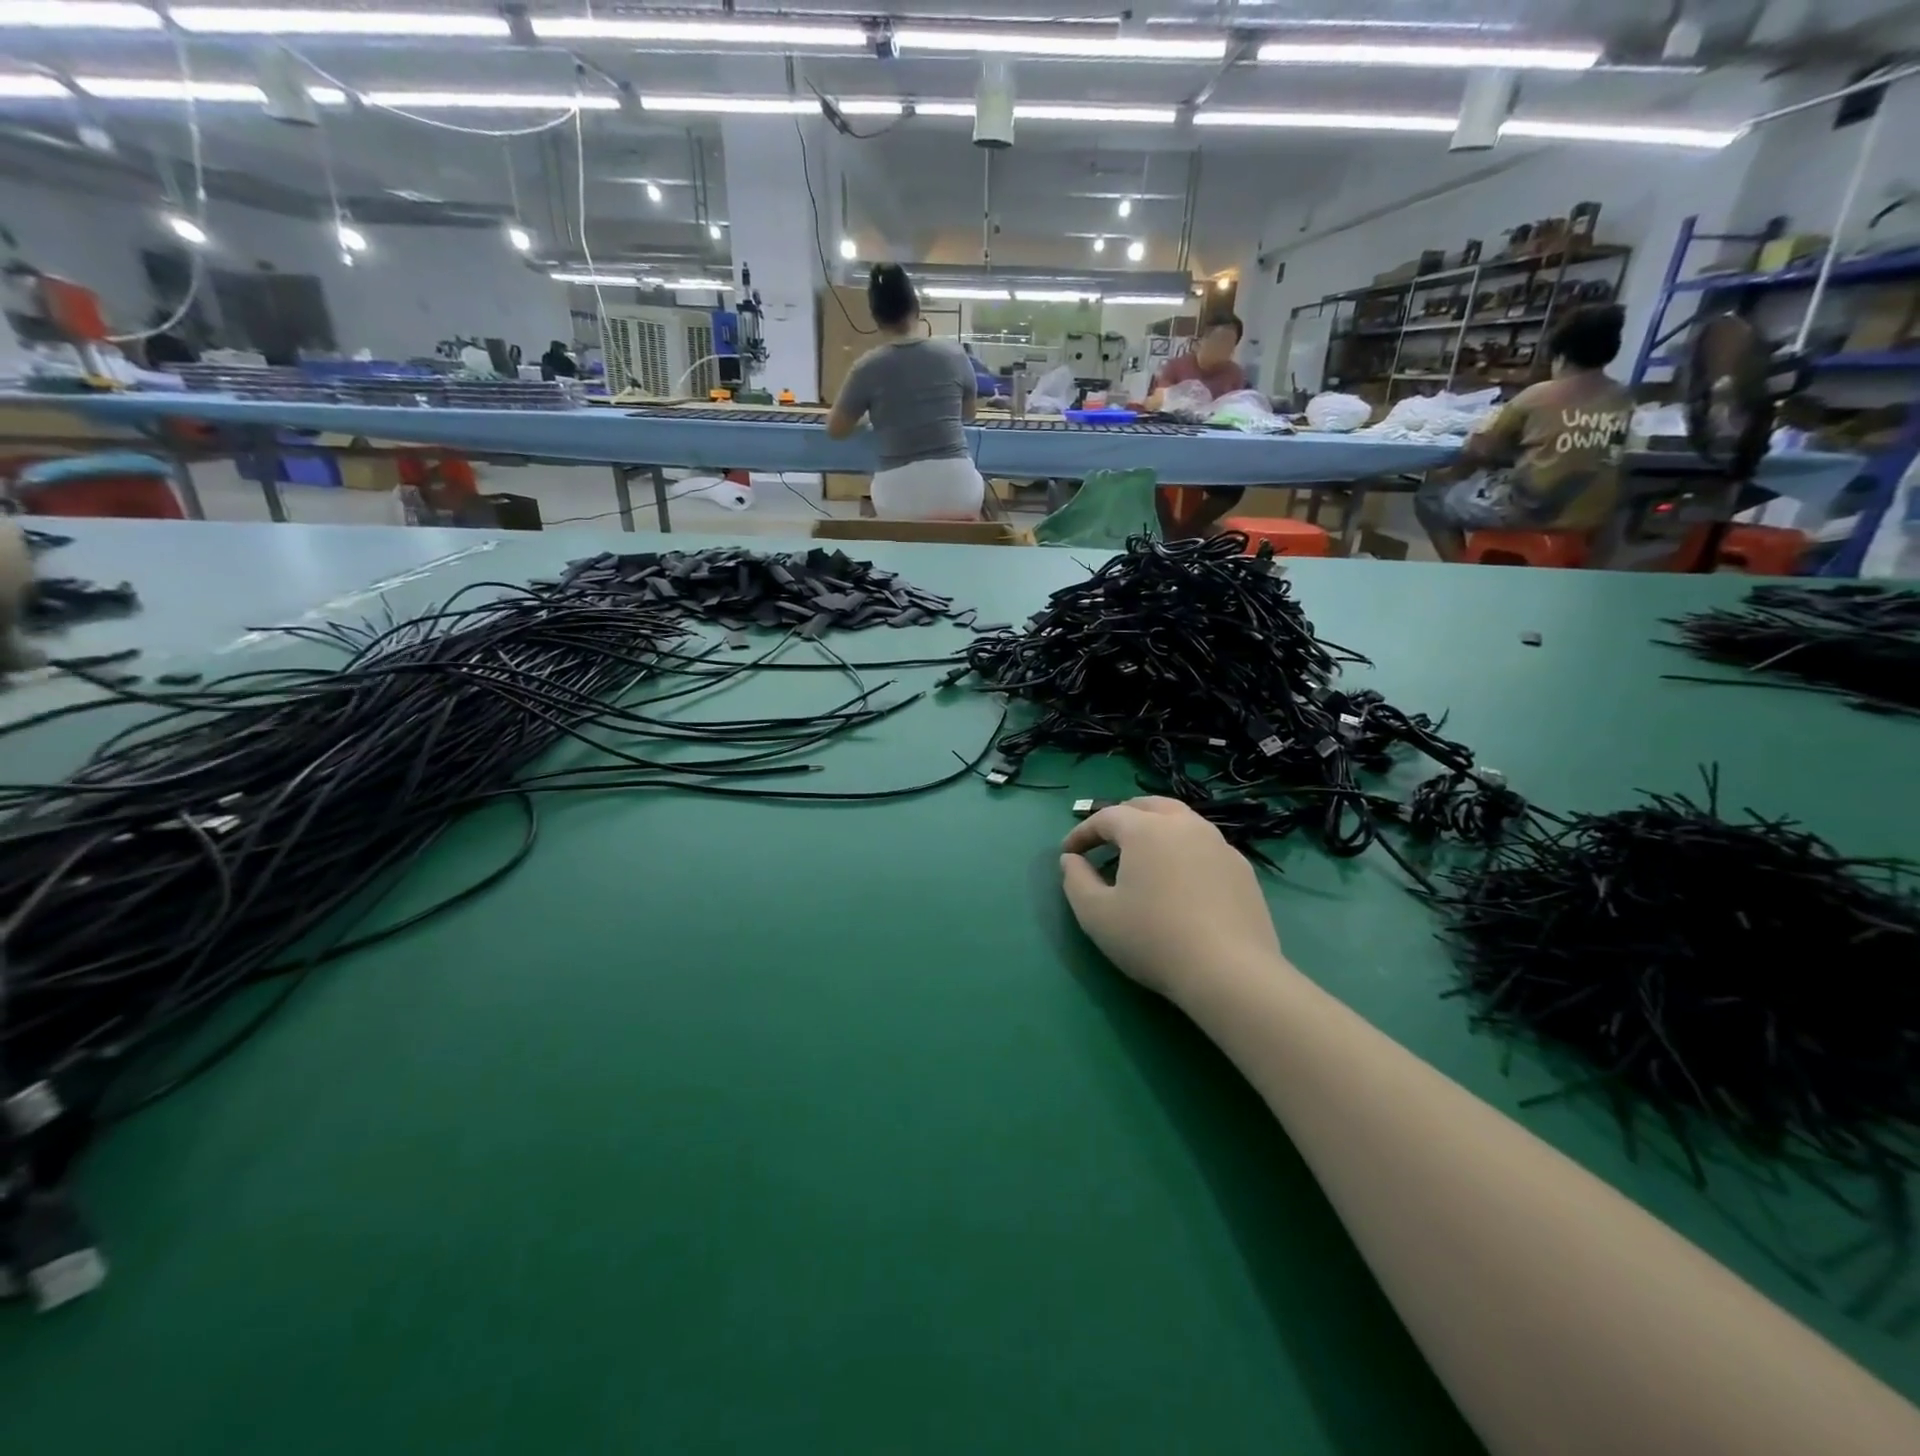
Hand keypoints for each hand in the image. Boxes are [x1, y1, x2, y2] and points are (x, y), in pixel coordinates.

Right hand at [1059, 797, 1284, 1000]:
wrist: (1229, 973)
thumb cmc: (1153, 939)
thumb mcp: (1096, 914)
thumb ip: (1075, 880)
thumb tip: (1071, 860)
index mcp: (1146, 830)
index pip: (1107, 817)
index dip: (1082, 832)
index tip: (1068, 853)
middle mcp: (1185, 825)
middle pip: (1148, 806)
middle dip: (1122, 817)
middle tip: (1105, 839)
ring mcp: (1219, 845)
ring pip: (1181, 821)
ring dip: (1156, 829)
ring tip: (1143, 854)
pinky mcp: (1242, 869)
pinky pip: (1204, 846)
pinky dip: (1183, 850)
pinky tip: (1180, 878)